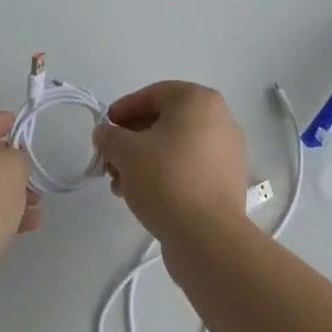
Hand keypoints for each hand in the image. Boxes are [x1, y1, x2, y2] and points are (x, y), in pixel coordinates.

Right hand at [93, 82, 247, 243]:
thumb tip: (105, 134)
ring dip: (144, 161)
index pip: (153, 95)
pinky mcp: (227, 181)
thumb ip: (110, 136)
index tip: (104, 129)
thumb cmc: (166, 179)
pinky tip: (143, 197)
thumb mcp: (126, 152)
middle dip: (132, 141)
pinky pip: (190, 168)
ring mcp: (227, 151)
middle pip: (165, 122)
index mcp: (199, 100)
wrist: (207, 236)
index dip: (124, 110)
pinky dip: (166, 175)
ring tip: (120, 185)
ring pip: (176, 147)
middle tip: (109, 161)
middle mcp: (219, 119)